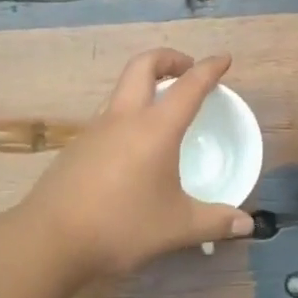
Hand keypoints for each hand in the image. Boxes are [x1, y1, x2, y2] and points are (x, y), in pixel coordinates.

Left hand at [18, 47, 254, 279]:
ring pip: (121, 88)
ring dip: (145, 84)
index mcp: (155, 128)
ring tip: (162, 108)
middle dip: (169, 58)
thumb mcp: (177, 227)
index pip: (189, 86)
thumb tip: (246, 224)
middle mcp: (124, 118)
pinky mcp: (78, 146)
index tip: (223, 59)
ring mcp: (95, 129)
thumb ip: (215, 222)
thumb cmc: (121, 226)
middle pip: (143, 65)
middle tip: (187, 71)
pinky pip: (108, 114)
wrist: (50, 239)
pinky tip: (133, 147)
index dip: (209, 68)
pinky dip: (128, 113)